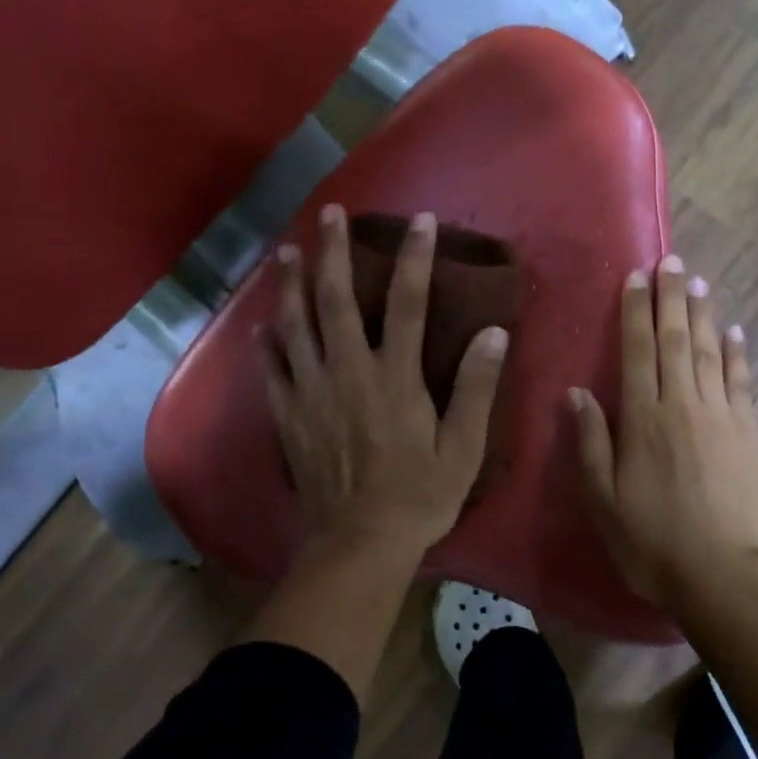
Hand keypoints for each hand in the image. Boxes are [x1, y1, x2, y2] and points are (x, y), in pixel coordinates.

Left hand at [260, 203, 507, 559]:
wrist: (358, 545)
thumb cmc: (419, 496)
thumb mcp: (463, 448)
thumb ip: (477, 389)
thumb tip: (494, 334)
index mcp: (395, 379)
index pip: (407, 304)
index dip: (414, 258)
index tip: (420, 220)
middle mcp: (348, 373)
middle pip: (336, 300)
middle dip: (334, 251)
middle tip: (332, 213)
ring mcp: (310, 393)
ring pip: (295, 325)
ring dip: (292, 284)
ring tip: (289, 251)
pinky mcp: (287, 415)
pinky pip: (270, 367)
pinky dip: (266, 339)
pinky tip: (263, 320)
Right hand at [571, 255, 757, 607]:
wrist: (721, 575)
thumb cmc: (651, 540)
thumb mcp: (603, 499)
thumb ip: (590, 441)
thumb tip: (577, 392)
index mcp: (644, 418)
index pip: (638, 351)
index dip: (635, 311)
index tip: (635, 277)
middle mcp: (682, 405)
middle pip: (676, 340)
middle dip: (671, 297)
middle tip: (671, 261)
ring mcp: (720, 415)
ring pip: (709, 352)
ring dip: (703, 314)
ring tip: (698, 282)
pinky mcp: (747, 432)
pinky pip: (742, 382)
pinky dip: (738, 354)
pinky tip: (736, 332)